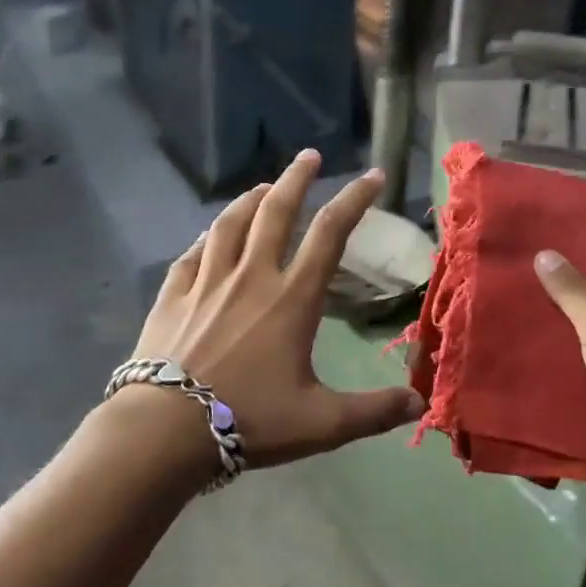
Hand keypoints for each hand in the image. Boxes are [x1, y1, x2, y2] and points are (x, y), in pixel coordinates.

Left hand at [128, 149, 423, 469]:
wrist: (165, 430)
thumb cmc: (249, 420)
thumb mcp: (321, 423)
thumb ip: (373, 410)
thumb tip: (420, 401)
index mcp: (292, 299)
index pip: (330, 234)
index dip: (354, 200)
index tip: (373, 176)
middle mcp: (251, 277)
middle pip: (276, 212)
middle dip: (296, 179)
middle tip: (309, 155)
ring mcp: (207, 282)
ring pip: (230, 224)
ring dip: (250, 199)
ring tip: (262, 186)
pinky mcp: (173, 296)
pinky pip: (192, 254)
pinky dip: (205, 238)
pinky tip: (208, 235)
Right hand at [534, 252, 585, 503]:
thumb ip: (572, 290)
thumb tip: (543, 253)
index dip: (582, 247)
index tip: (544, 237)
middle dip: (562, 284)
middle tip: (518, 266)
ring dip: (558, 319)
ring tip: (512, 297)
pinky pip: (583, 355)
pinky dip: (561, 350)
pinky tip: (523, 338)